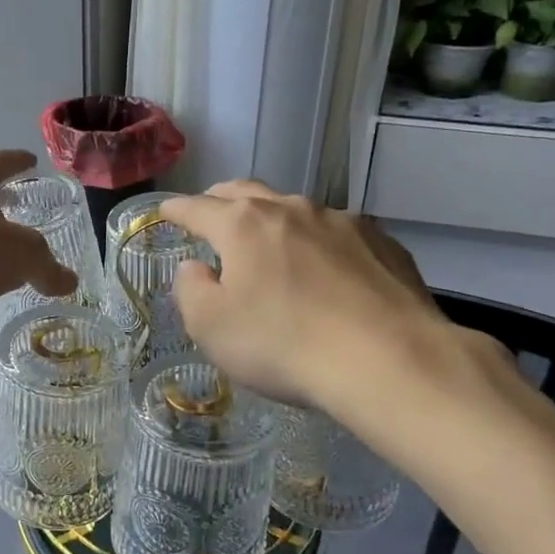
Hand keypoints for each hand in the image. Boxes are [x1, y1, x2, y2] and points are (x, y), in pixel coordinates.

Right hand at [159, 182, 455, 409]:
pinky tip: (326, 270)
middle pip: (246, 192)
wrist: (389, 361)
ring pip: (295, 210)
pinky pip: (337, 233)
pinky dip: (318, 242)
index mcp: (243, 225)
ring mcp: (342, 222)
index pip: (197, 207)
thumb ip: (191, 290)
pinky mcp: (382, 243)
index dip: (176, 209)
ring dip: (274, 220)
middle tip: (211, 214)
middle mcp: (291, 210)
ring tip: (270, 243)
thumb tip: (195, 267)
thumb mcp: (211, 328)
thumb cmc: (284, 344)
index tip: (165, 211)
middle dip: (222, 200)